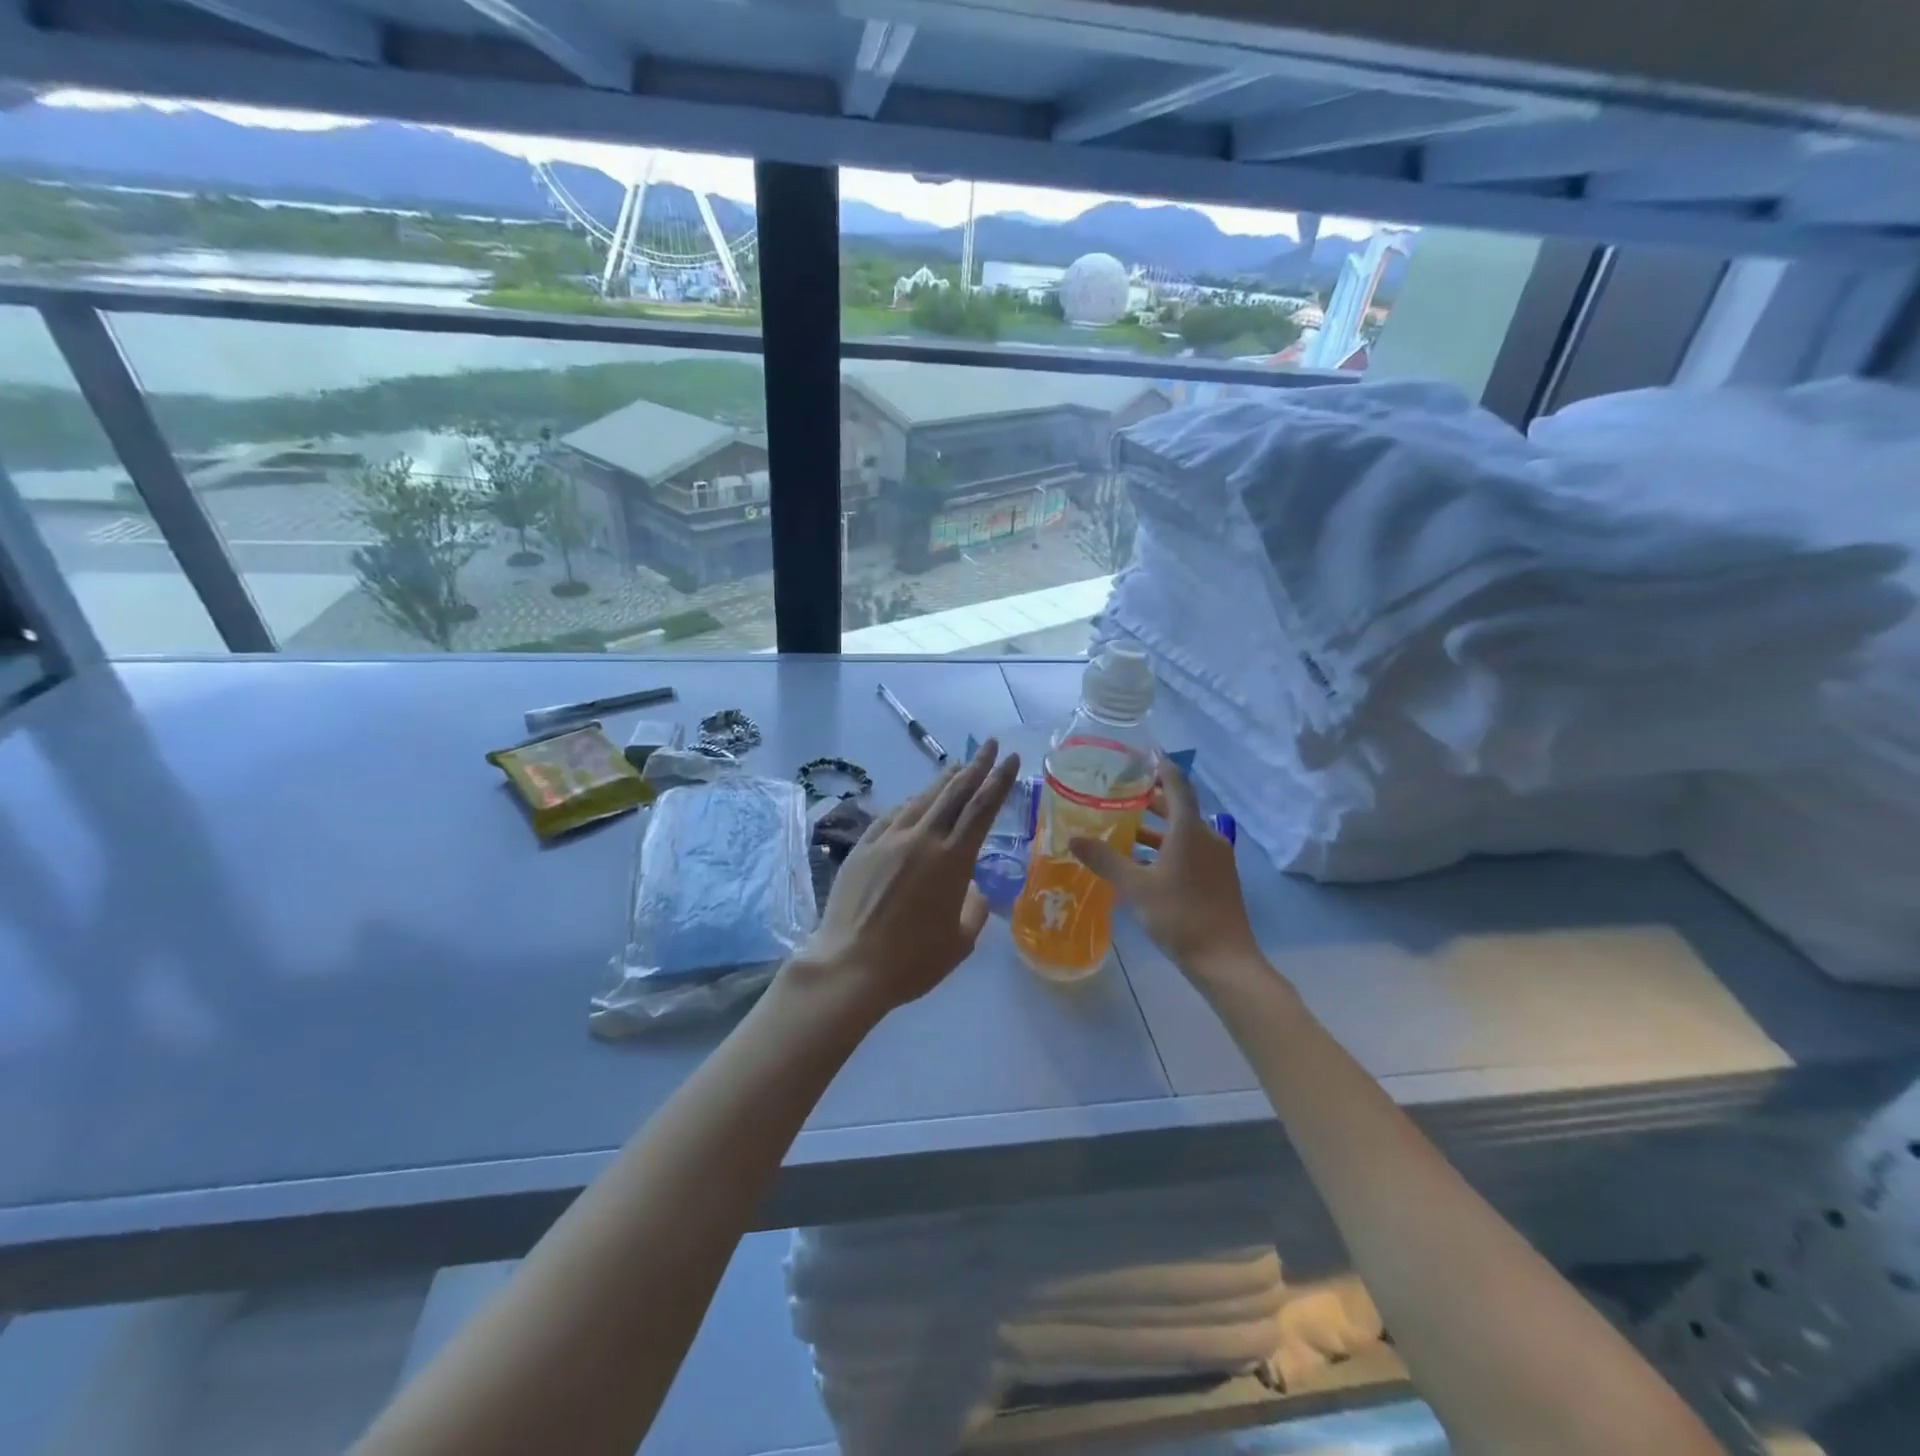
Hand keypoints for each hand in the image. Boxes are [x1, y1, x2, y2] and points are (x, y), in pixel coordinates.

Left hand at [793, 739, 1020, 1016]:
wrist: (849, 966)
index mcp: (952, 860)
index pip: (982, 808)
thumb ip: (974, 908)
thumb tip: (972, 888)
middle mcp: (922, 839)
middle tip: (991, 745)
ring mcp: (888, 839)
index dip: (999, 780)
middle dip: (976, 766)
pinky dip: (910, 804)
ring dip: (943, 780)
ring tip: (958, 766)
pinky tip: (914, 801)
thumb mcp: (960, 942)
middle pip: (954, 792)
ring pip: (922, 799)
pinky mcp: (863, 847)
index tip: (1012, 758)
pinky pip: (892, 815)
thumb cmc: (912, 961)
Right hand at [1070, 754, 1259, 980]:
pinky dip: (1166, 848)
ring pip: (1183, 832)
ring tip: (1123, 828)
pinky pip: (1189, 850)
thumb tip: (1073, 839)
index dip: (1161, 767)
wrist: (1225, 961)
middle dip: (1151, 800)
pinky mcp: (1217, 878)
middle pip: (1179, 808)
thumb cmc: (1180, 916)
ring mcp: (1216, 859)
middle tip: (1120, 793)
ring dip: (1156, 828)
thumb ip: (1105, 860)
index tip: (1143, 754)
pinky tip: (1142, 863)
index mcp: (1190, 831)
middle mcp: (1207, 837)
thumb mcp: (1136, 887)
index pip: (1176, 785)